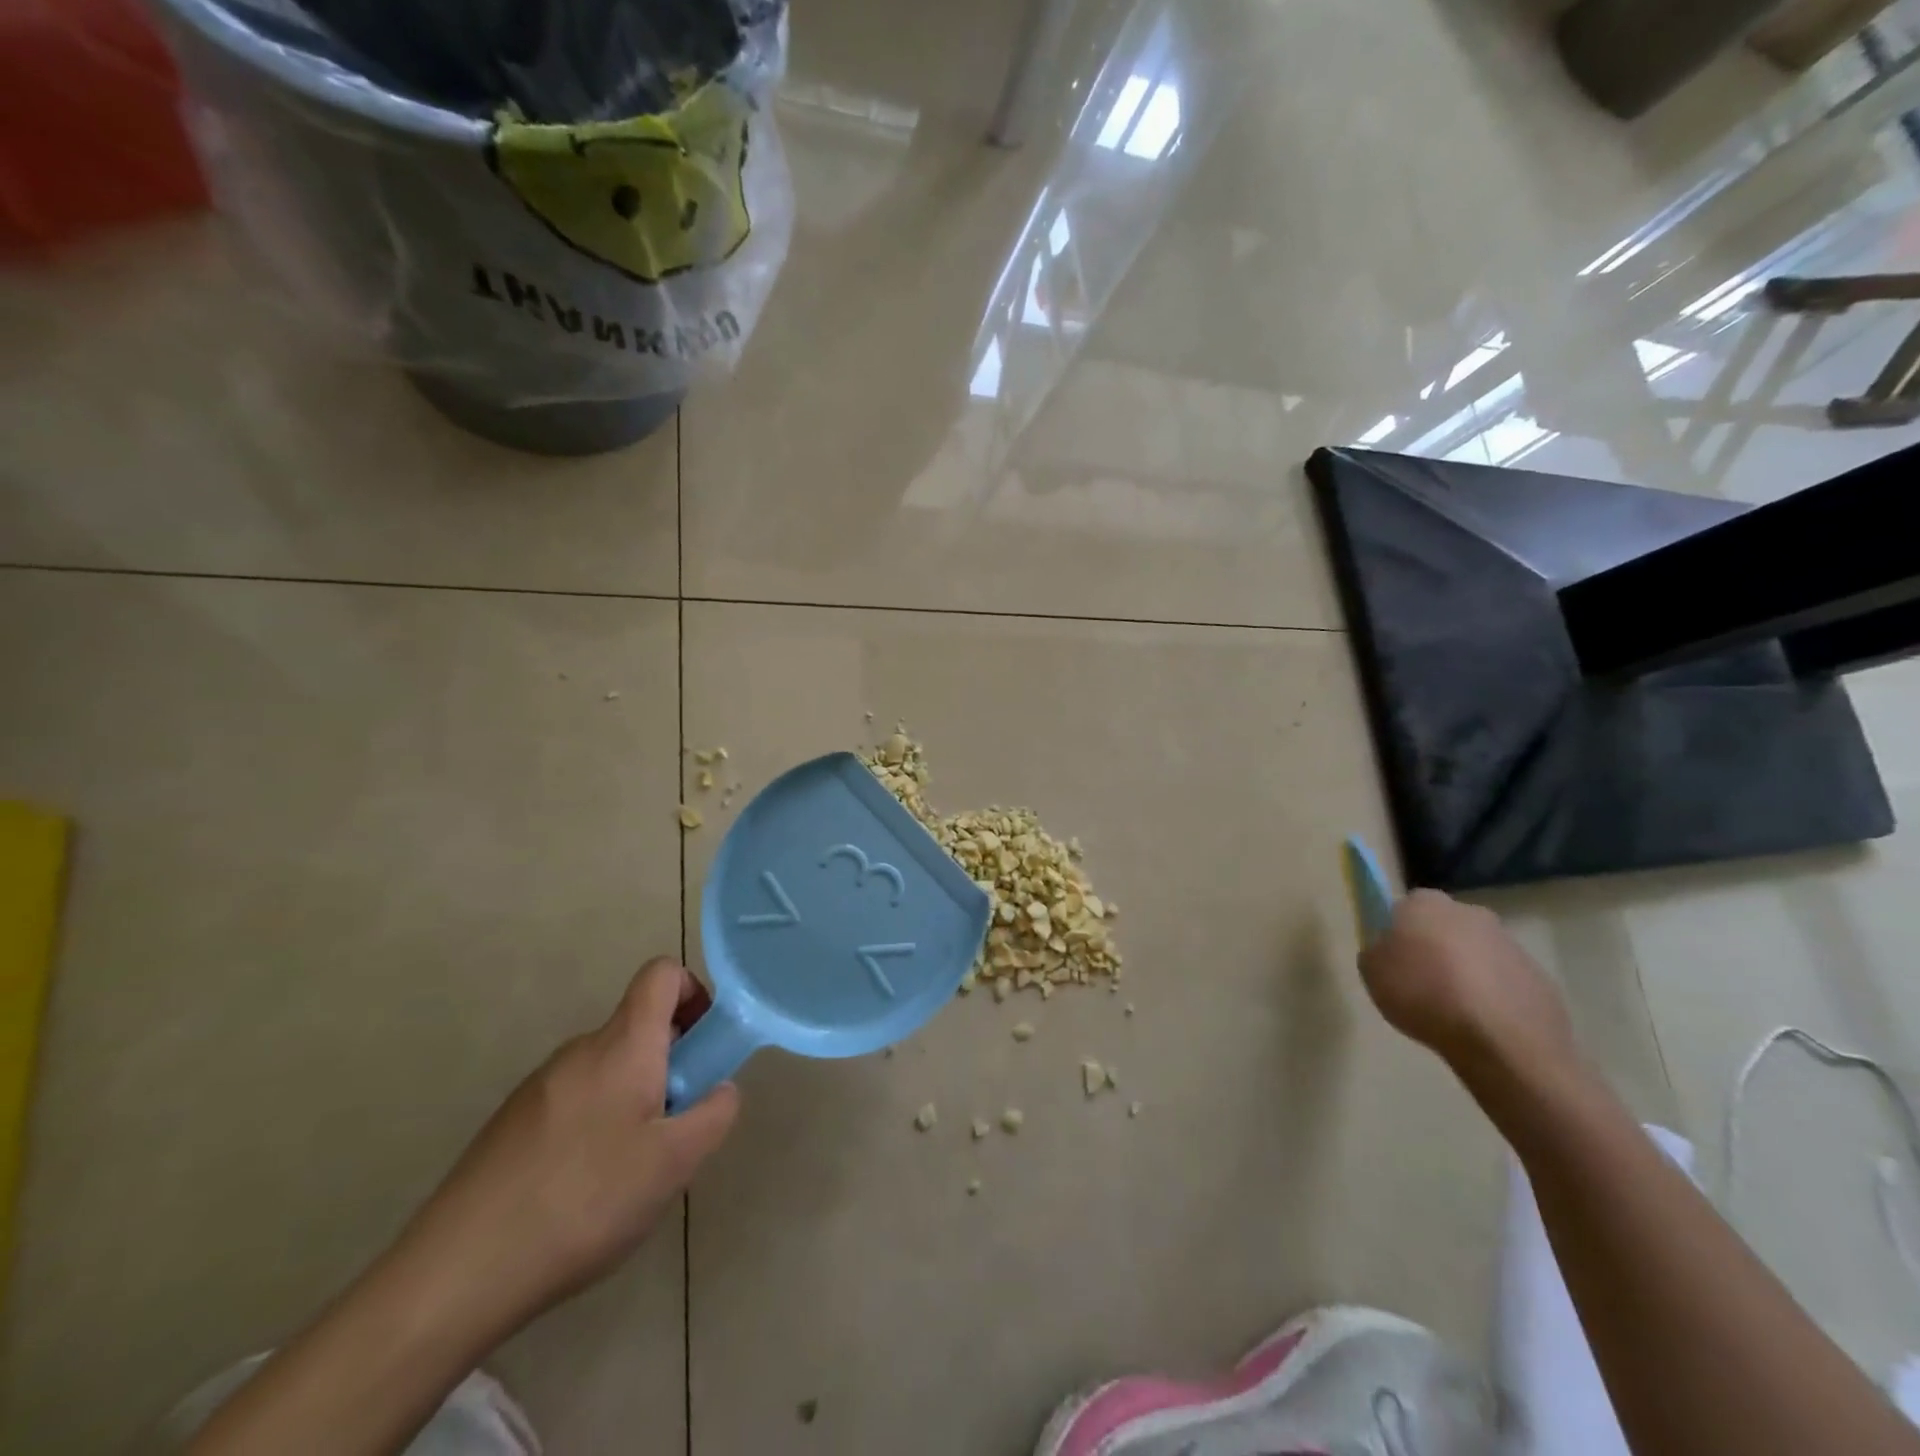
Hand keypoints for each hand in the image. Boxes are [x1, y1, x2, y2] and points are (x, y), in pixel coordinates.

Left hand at [397, 958, 739, 1338]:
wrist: (457, 1273)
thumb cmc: (584, 1201)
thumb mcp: (674, 1163)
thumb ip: (714, 1113)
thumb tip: (720, 1089)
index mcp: (623, 1044)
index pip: (662, 974)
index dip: (693, 992)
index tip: (705, 1045)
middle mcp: (580, 1050)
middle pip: (639, 1027)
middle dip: (671, 1064)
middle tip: (676, 1127)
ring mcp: (539, 1086)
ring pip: (609, 1070)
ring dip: (636, 1098)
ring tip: (630, 1172)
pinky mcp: (511, 1123)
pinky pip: (575, 1100)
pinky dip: (597, 1124)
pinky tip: (584, 1191)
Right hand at [1357, 890, 1576, 1084]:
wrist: (1501, 1041)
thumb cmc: (1423, 995)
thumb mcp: (1372, 973)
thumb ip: (1377, 952)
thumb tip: (1390, 950)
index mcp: (1425, 904)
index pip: (1406, 908)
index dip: (1399, 933)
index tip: (1396, 959)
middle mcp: (1470, 913)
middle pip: (1445, 927)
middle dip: (1436, 948)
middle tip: (1423, 983)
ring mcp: (1510, 944)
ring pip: (1477, 953)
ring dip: (1466, 973)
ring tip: (1454, 1011)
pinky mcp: (1539, 977)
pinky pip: (1504, 982)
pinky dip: (1493, 996)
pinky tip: (1483, 1024)